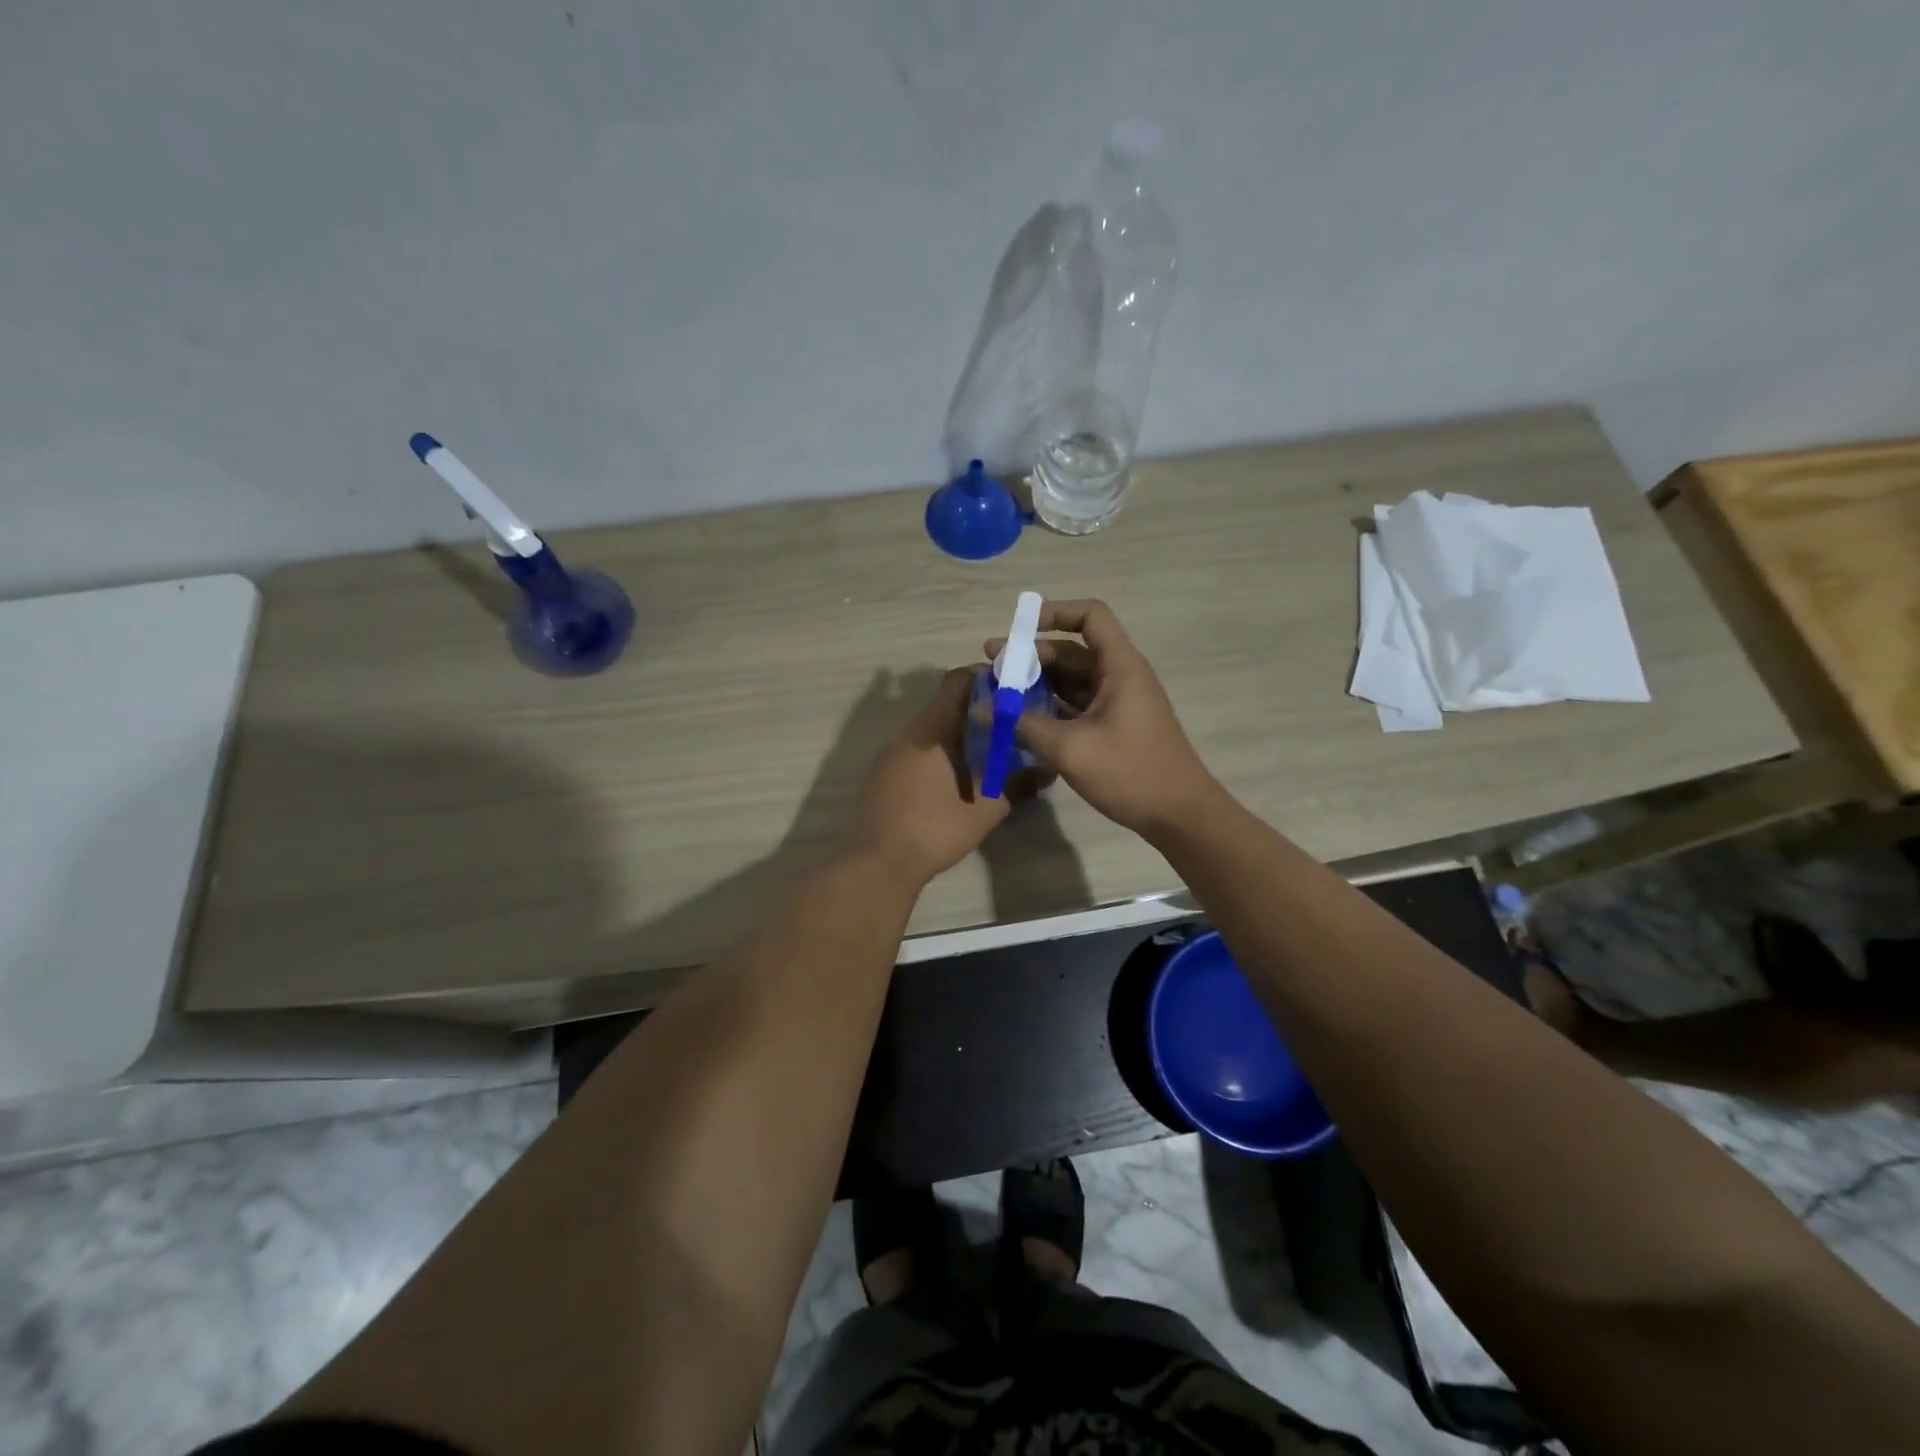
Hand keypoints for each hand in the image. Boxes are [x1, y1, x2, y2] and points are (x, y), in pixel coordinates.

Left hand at [850, 667, 1015, 887]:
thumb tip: (1047, 769)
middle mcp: (908, 733)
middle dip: (979, 709)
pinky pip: (918, 748)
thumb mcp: (985, 810)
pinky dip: (941, 751)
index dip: (986, 679)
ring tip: (990, 751)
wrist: (878, 864)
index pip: (957, 682)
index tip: (1012, 691)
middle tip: (1010, 724)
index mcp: (931, 731)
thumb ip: (1017, 785)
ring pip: (931, 728)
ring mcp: (892, 753)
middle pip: (945, 704)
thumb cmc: (933, 830)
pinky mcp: (884, 773)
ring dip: (959, 733)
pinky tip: (958, 776)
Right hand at [986, 599, 1218, 839]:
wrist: (1179, 815)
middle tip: (990, 668)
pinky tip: (1020, 720)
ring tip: (997, 694)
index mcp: (1119, 667)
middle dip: (1030, 656)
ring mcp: (1117, 703)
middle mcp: (1119, 677)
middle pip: (1072, 651)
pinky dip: (1049, 707)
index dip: (1055, 613)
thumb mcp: (1070, 748)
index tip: (1019, 628)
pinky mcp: (1113, 727)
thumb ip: (1023, 725)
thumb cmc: (1130, 772)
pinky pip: (1076, 705)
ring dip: (1036, 684)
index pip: (1091, 616)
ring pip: (1071, 680)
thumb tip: (982, 710)